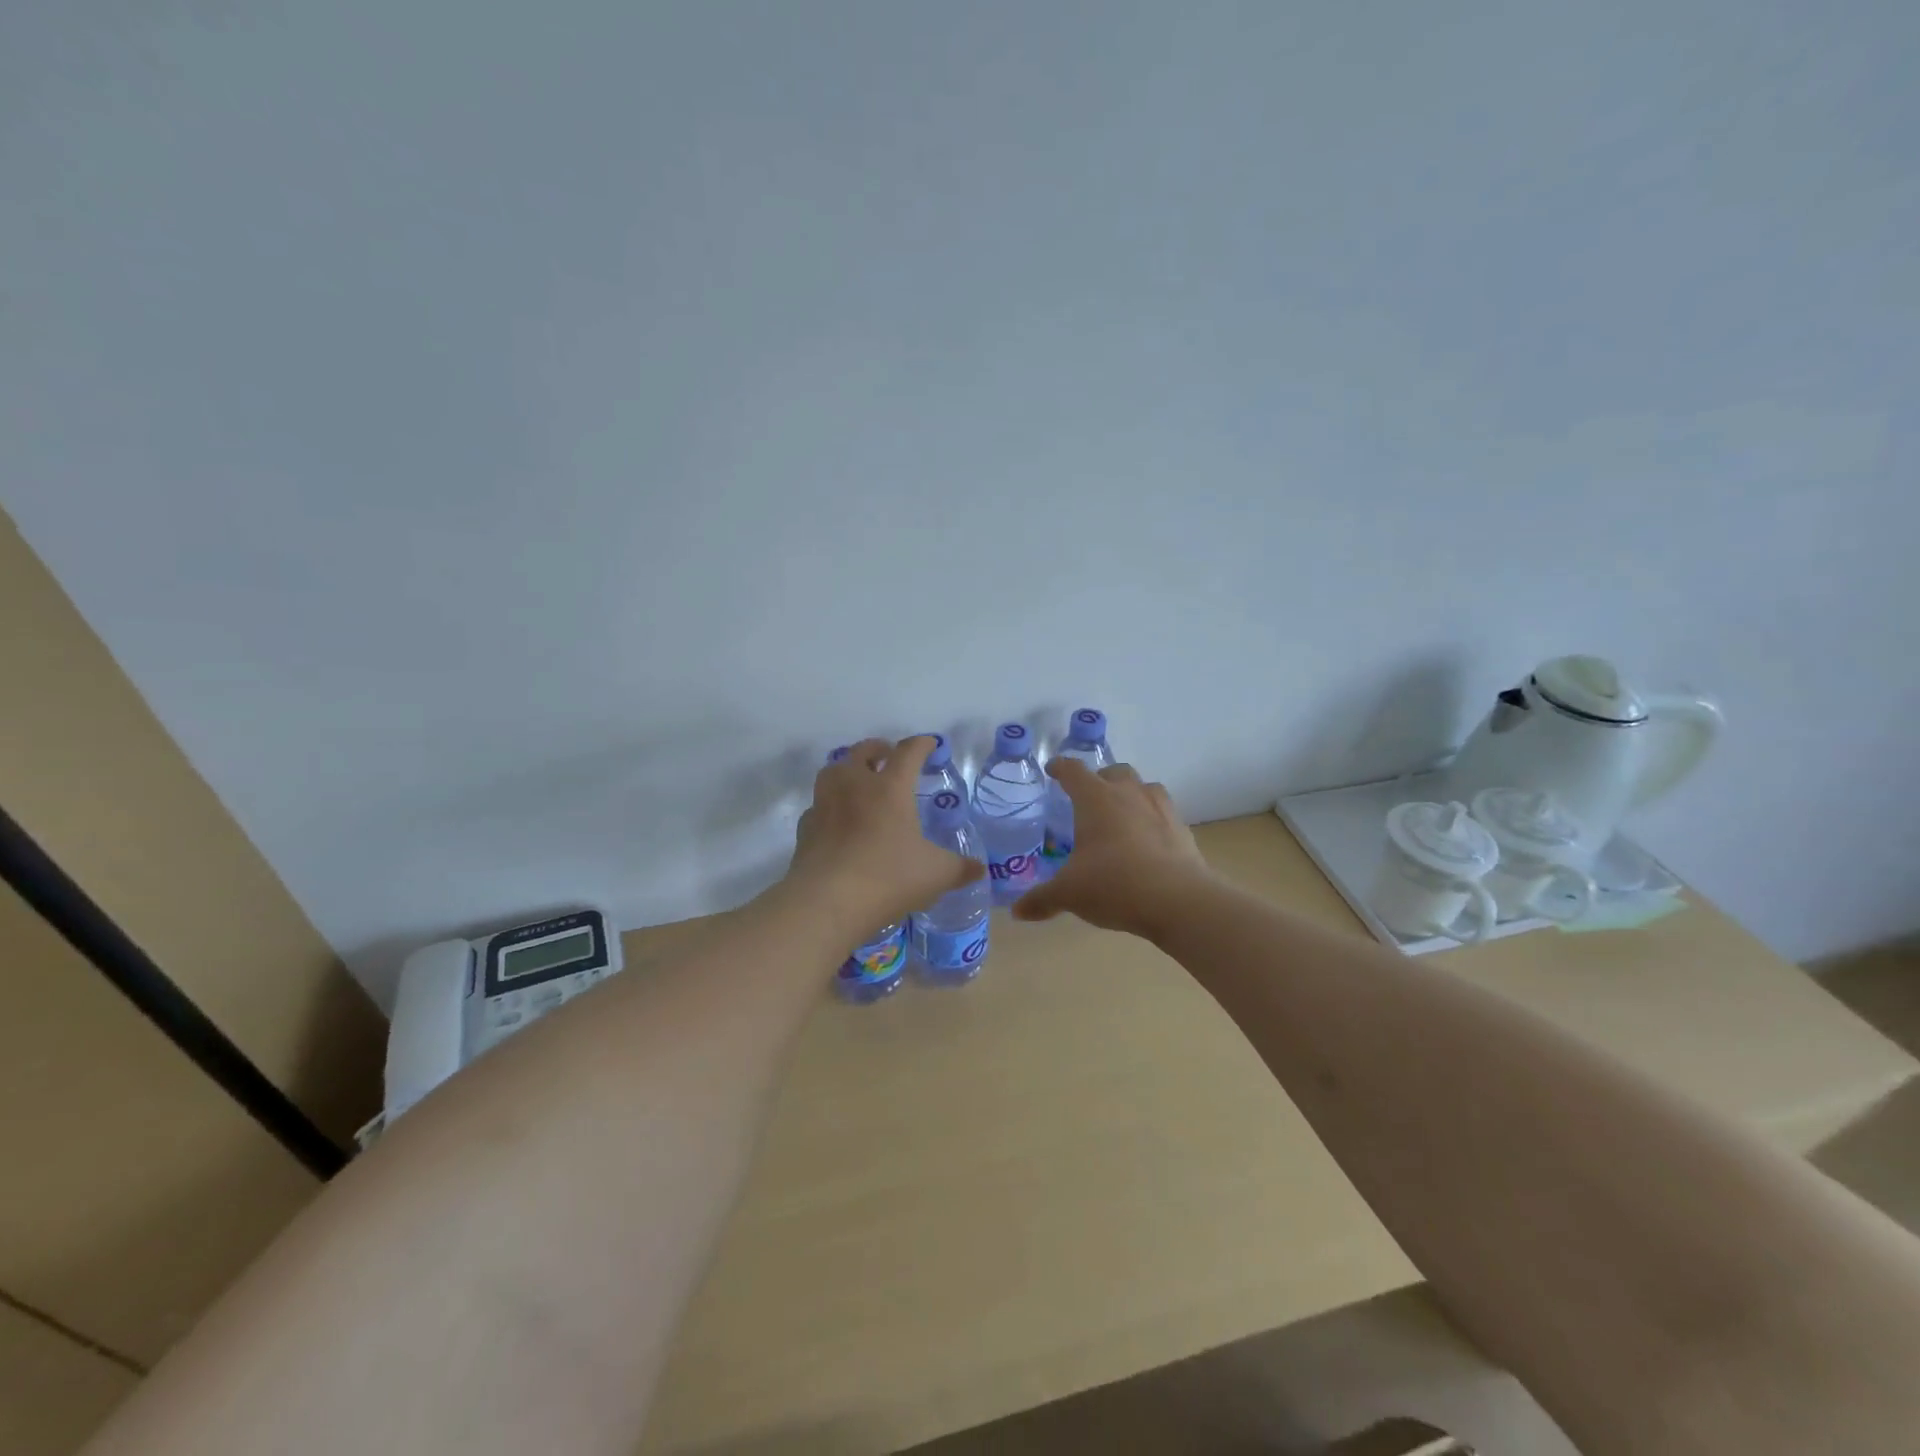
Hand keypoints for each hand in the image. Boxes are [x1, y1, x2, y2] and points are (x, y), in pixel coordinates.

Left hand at [786, 736, 983, 937]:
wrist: (826, 902)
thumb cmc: (888, 878)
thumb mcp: (936, 875)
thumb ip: (960, 868)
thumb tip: (979, 869)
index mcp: (890, 788)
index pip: (908, 752)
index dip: (921, 745)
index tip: (930, 744)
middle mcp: (855, 785)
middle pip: (864, 751)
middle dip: (880, 749)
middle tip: (890, 757)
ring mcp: (825, 804)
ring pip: (834, 770)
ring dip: (849, 769)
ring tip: (859, 781)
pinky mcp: (806, 827)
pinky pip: (819, 804)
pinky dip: (830, 805)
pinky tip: (837, 819)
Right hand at [1012, 760, 1213, 939]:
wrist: (1178, 900)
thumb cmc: (1114, 884)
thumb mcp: (1069, 894)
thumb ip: (1042, 899)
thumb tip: (1017, 911)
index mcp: (1095, 799)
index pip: (1073, 772)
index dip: (1060, 768)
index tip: (1053, 769)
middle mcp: (1128, 794)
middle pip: (1114, 772)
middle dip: (1100, 779)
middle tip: (1089, 798)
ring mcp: (1160, 809)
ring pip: (1144, 787)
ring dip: (1131, 794)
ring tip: (1121, 815)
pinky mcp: (1182, 830)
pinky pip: (1164, 814)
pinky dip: (1152, 820)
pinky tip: (1147, 842)